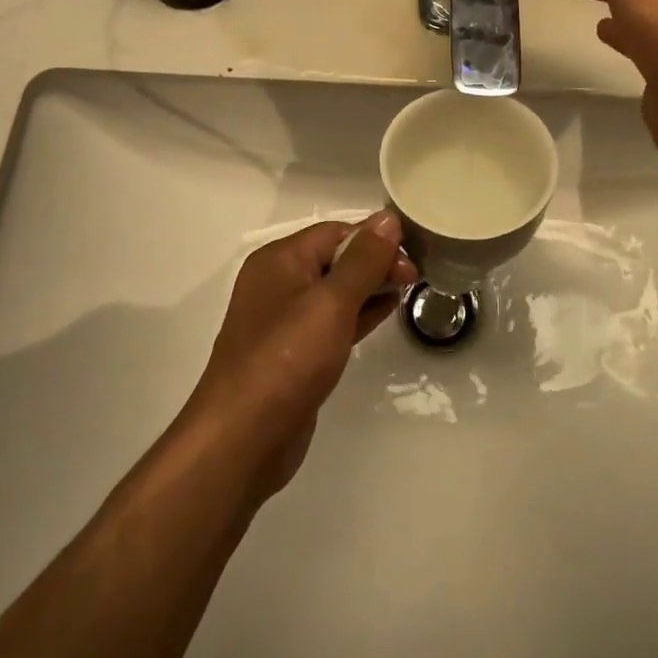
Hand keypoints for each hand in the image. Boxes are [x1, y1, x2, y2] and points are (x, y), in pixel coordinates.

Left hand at [184, 212, 415, 502]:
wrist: (243, 439)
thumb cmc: (287, 360)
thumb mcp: (331, 302)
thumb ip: (363, 260)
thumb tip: (388, 218)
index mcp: (279, 260)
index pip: (335, 232)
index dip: (374, 239)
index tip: (412, 255)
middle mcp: (278, 283)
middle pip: (334, 259)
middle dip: (375, 262)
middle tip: (414, 277)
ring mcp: (283, 321)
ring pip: (335, 291)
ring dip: (370, 287)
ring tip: (408, 290)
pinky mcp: (294, 354)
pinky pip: (331, 321)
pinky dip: (358, 314)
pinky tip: (385, 312)